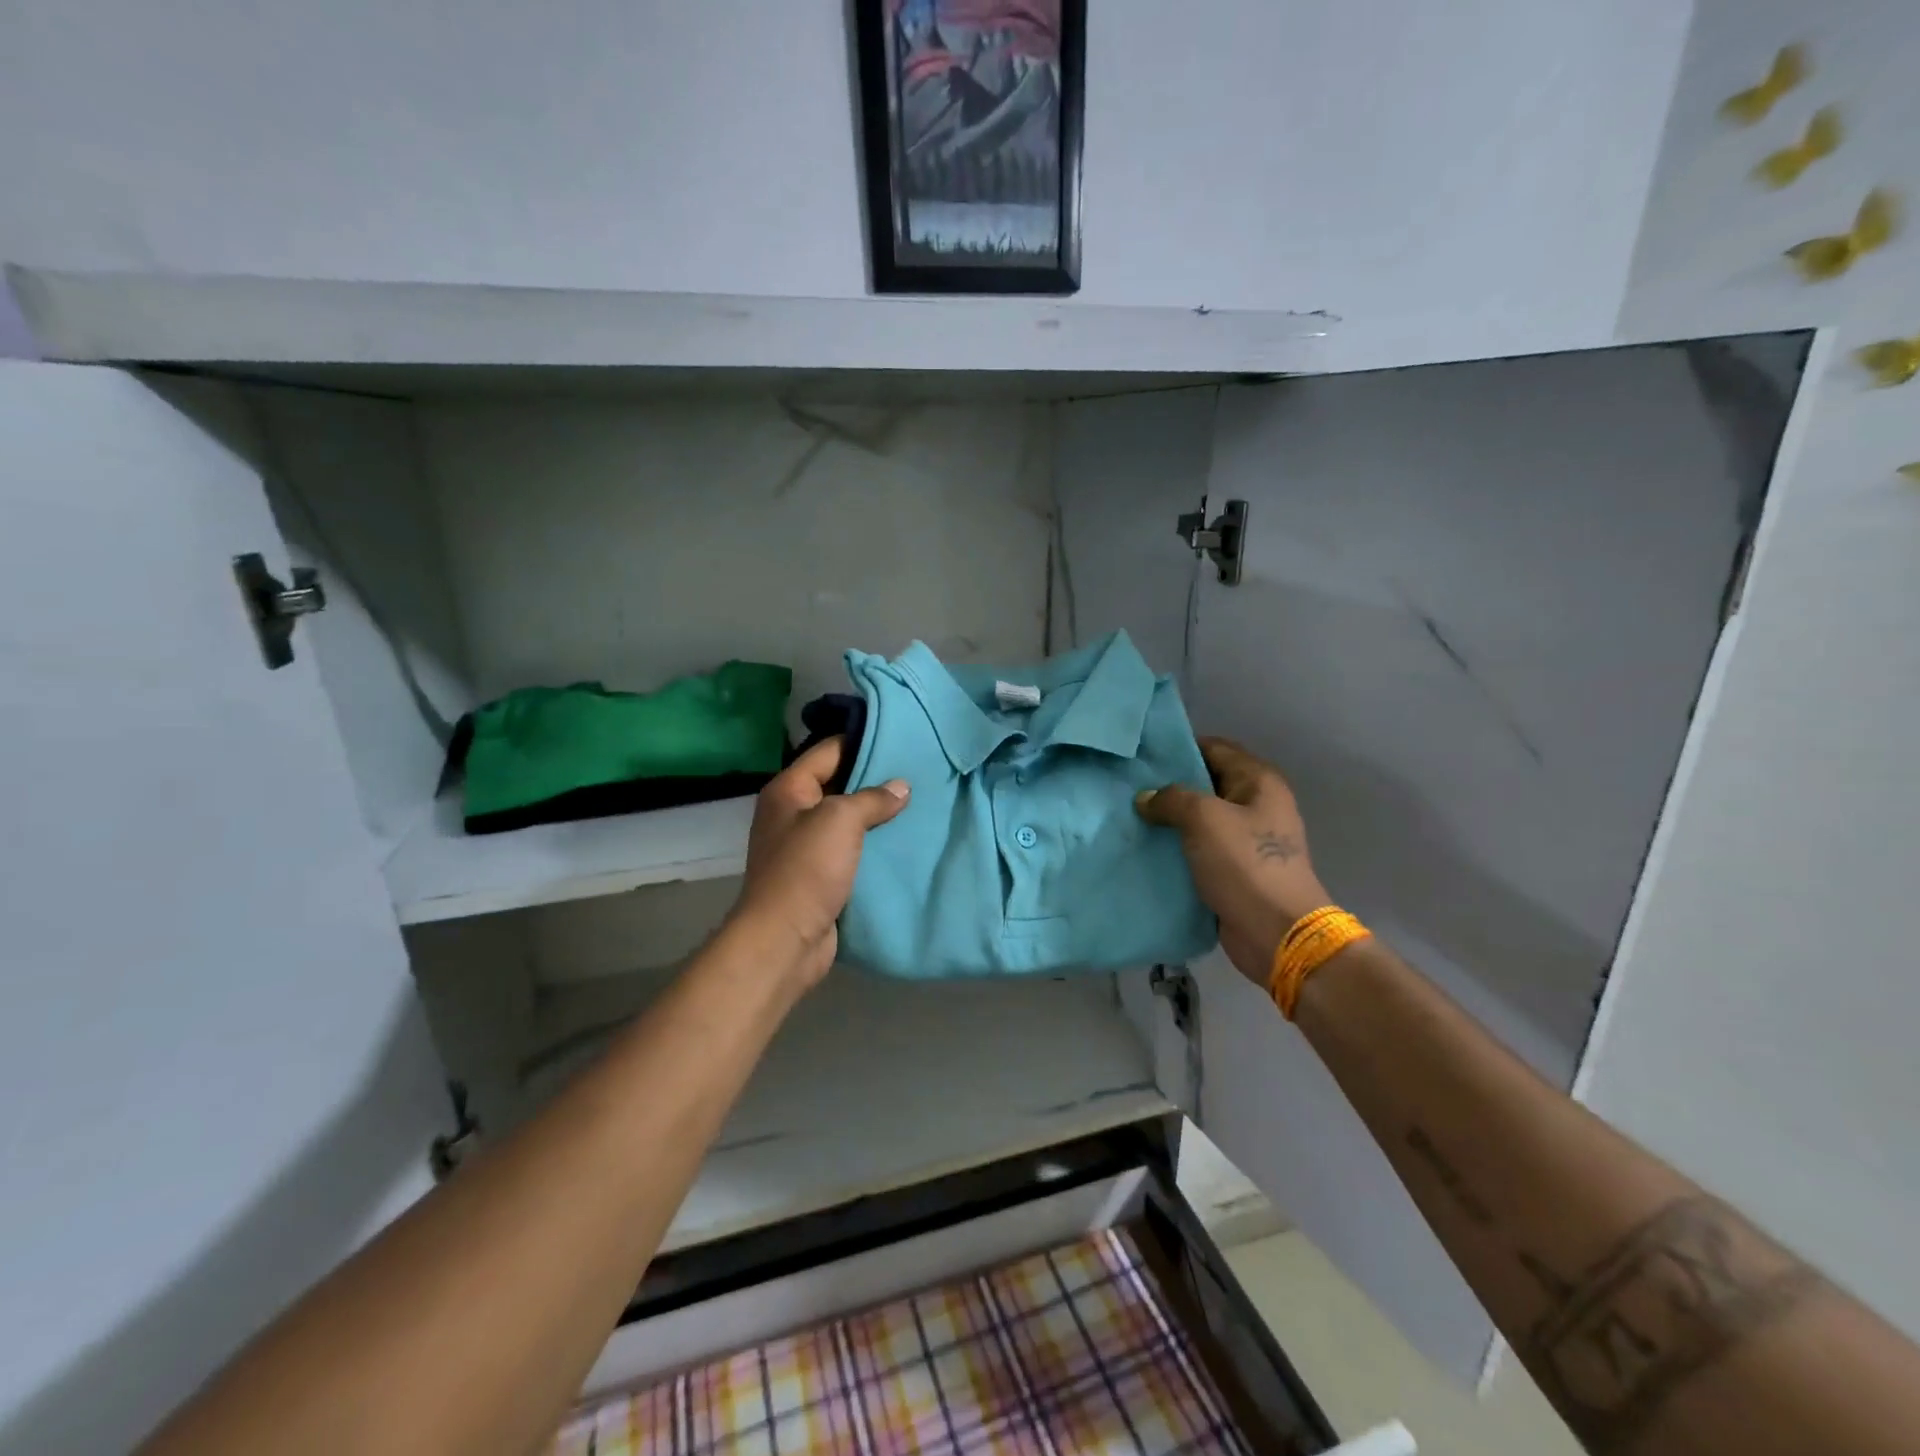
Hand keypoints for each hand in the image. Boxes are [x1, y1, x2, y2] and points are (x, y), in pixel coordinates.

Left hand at [729, 737, 909, 988]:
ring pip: (846, 818)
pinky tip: (903, 838)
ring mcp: (804, 845)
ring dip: (876, 814)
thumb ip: (872, 798)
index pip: (828, 750)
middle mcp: (792, 812)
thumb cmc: (806, 870)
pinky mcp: (819, 874)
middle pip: (838, 783)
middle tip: (916, 770)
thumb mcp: (840, 820)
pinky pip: (850, 848)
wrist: (784, 940)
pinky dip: (872, 843)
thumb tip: (901, 787)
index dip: (862, 741)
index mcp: (788, 790)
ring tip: (917, 802)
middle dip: (874, 779)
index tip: (900, 738)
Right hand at [1135, 736, 1329, 987]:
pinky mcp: (1236, 869)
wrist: (1277, 933)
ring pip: (1200, 818)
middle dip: (1170, 786)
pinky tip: (1148, 848)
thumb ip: (1171, 799)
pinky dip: (1178, 847)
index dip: (1179, 748)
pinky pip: (1201, 848)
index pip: (1214, 747)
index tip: (1142, 756)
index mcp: (1258, 781)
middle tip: (1129, 788)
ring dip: (1171, 820)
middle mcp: (1257, 804)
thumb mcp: (1204, 819)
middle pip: (1206, 782)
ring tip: (1131, 817)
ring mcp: (1248, 839)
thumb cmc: (1245, 865)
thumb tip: (1146, 798)